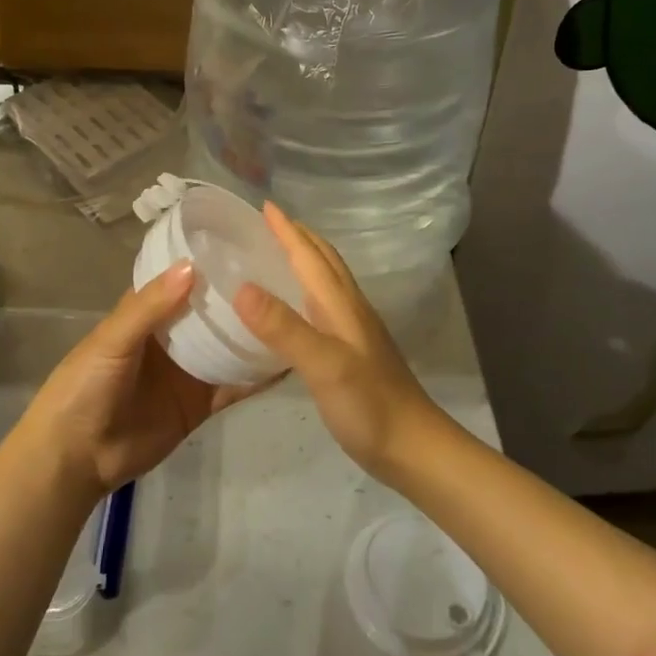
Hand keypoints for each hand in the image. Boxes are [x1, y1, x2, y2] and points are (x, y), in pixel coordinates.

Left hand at [25, 262, 276, 496]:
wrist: (77, 458)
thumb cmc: (84, 387)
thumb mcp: (112, 340)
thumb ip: (151, 306)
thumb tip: (193, 266)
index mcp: (147, 312)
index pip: (184, 278)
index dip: (211, 261)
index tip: (249, 241)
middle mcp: (173, 336)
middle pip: (212, 311)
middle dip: (242, 295)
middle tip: (286, 274)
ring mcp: (189, 370)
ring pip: (228, 345)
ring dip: (255, 332)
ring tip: (297, 309)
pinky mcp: (202, 403)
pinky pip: (235, 386)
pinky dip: (258, 375)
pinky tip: (288, 359)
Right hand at [232, 204, 447, 482]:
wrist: (414, 449)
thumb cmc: (369, 406)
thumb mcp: (324, 365)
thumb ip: (284, 328)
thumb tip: (241, 287)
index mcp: (341, 305)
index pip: (311, 256)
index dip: (288, 231)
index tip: (265, 205)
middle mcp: (350, 310)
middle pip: (325, 262)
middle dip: (299, 238)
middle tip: (270, 224)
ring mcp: (355, 333)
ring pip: (328, 283)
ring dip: (306, 261)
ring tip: (279, 256)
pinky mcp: (354, 355)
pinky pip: (326, 308)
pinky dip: (308, 294)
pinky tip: (297, 311)